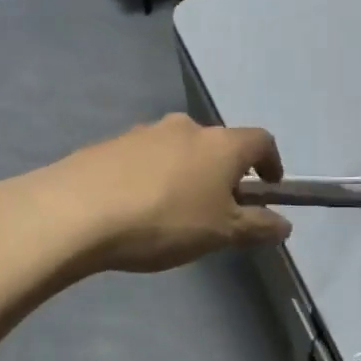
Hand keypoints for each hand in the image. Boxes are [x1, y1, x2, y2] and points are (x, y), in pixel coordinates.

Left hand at [3, 114, 290, 275]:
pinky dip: (152, 177)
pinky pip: (144, 159)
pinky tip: (136, 208)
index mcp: (220, 144)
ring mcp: (144, 132)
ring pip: (178, 150)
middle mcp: (185, 127)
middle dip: (224, 173)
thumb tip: (284, 225)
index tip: (269, 188)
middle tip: (217, 209)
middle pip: (218, 144)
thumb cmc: (164, 220)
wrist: (76, 211)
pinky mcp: (109, 144)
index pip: (262, 141)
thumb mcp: (220, 233)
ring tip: (173, 212)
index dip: (271, 163)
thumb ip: (257, 227)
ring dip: (186, 173)